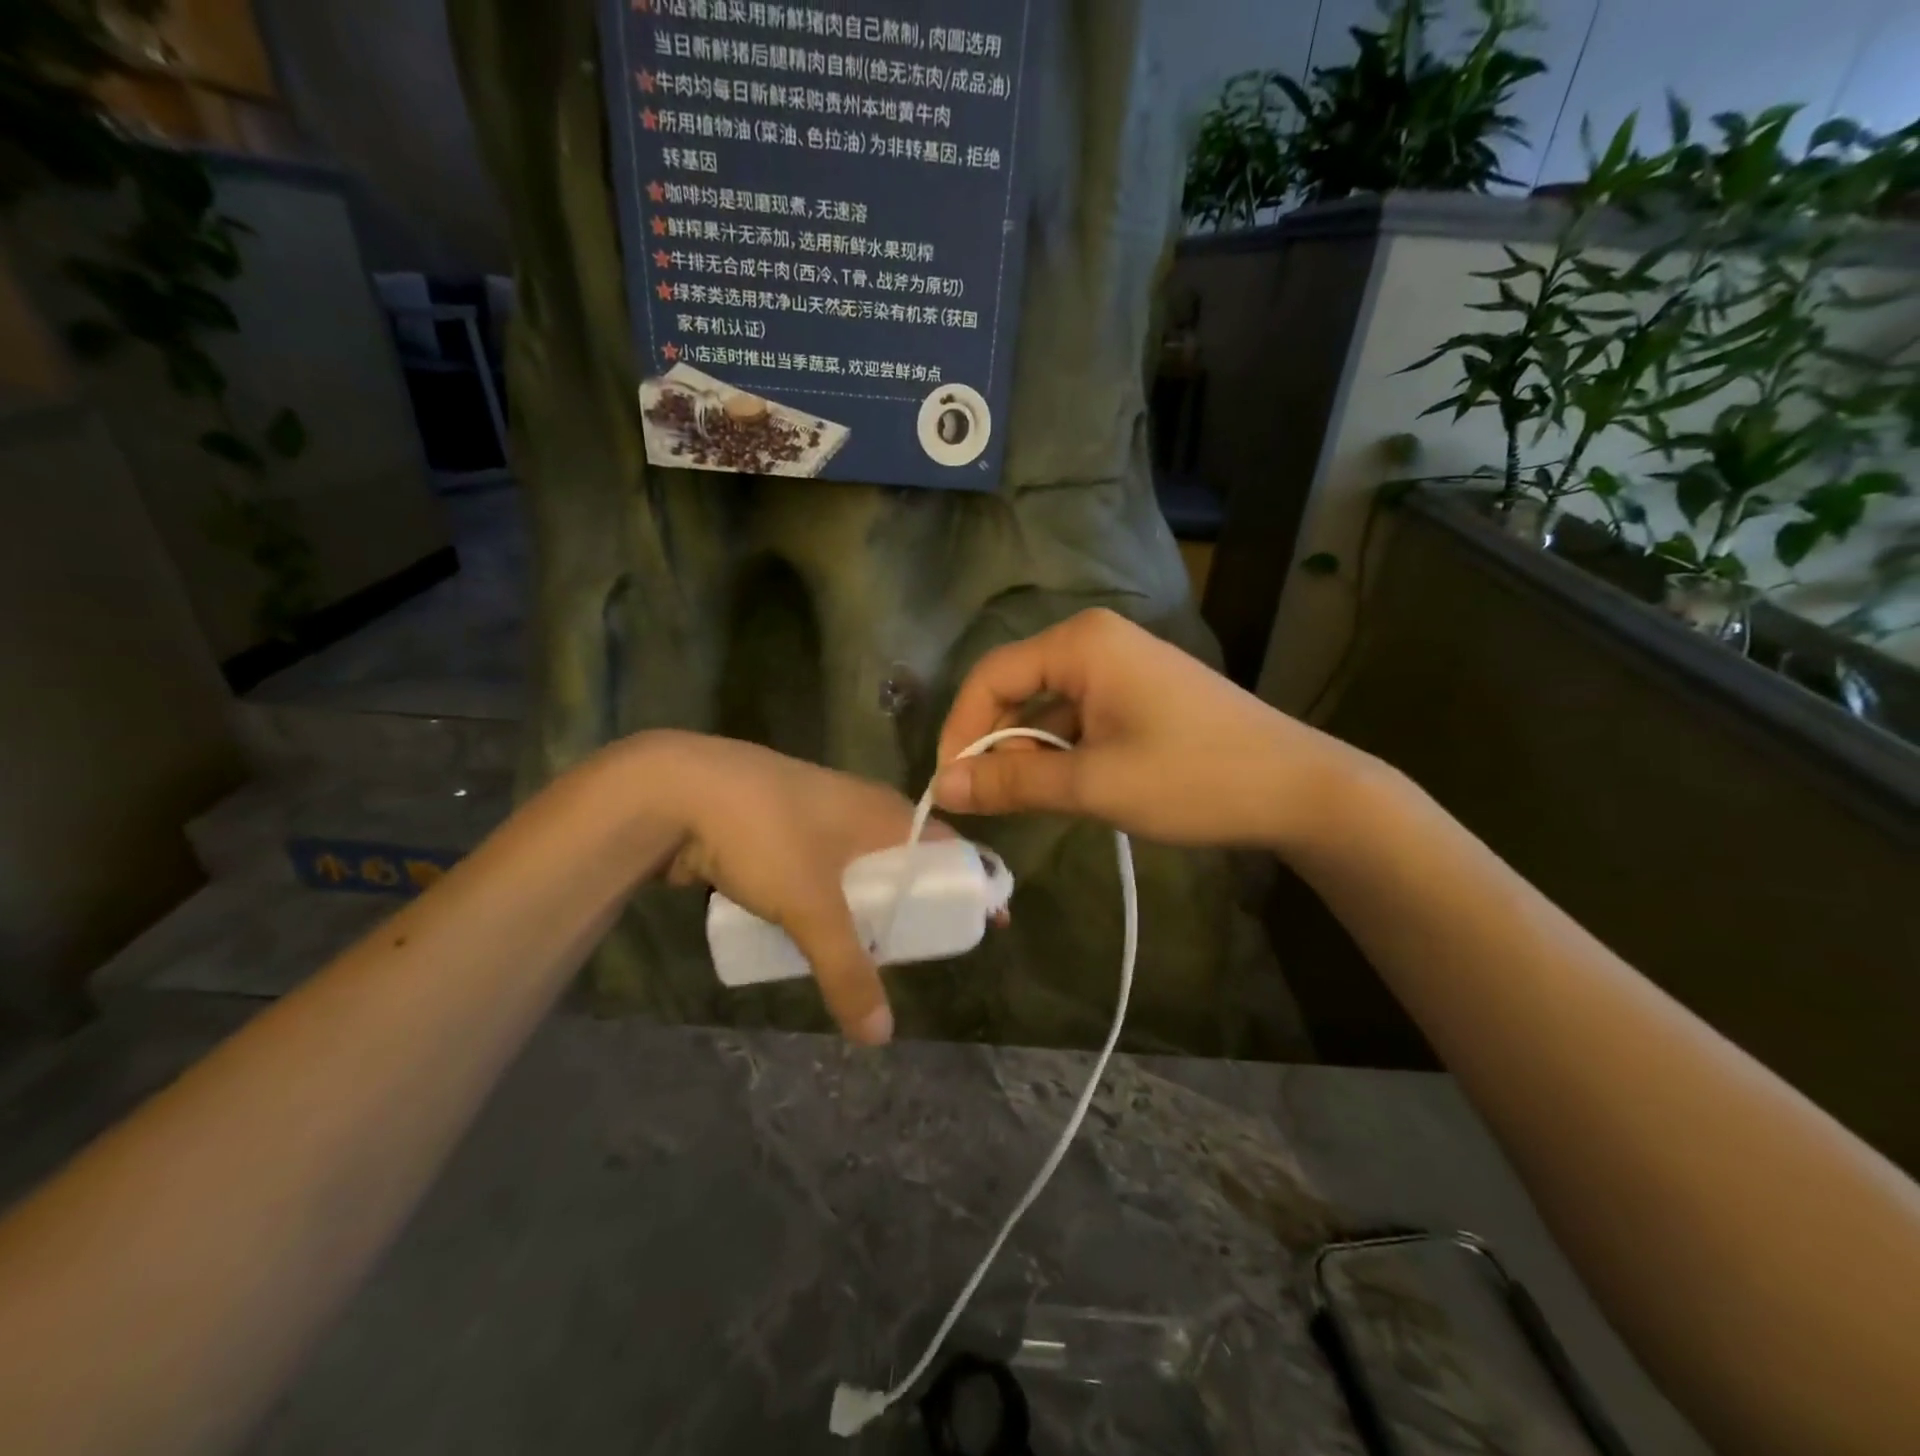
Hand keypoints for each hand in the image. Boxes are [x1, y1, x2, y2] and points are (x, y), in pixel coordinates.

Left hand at [645, 733, 947, 1044]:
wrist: (675, 789)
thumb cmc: (764, 833)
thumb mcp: (810, 905)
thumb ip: (847, 969)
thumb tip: (880, 1037)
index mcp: (884, 812)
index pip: (947, 846)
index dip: (970, 883)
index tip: (986, 923)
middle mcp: (858, 809)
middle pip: (904, 862)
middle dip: (915, 905)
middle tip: (922, 951)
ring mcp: (815, 817)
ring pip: (858, 869)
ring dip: (868, 907)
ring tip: (874, 952)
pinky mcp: (778, 831)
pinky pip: (820, 872)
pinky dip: (829, 902)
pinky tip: (818, 933)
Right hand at [933, 609, 1359, 849]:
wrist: (1298, 788)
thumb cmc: (1193, 777)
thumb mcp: (1094, 783)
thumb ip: (1013, 781)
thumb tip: (944, 787)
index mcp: (1081, 643)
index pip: (991, 676)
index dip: (961, 730)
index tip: (951, 785)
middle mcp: (1096, 641)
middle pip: (1017, 688)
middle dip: (995, 743)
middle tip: (987, 800)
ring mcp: (1121, 666)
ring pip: (1047, 707)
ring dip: (1029, 752)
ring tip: (1026, 802)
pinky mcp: (1139, 693)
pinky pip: (1079, 716)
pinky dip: (1061, 752)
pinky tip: (1066, 788)